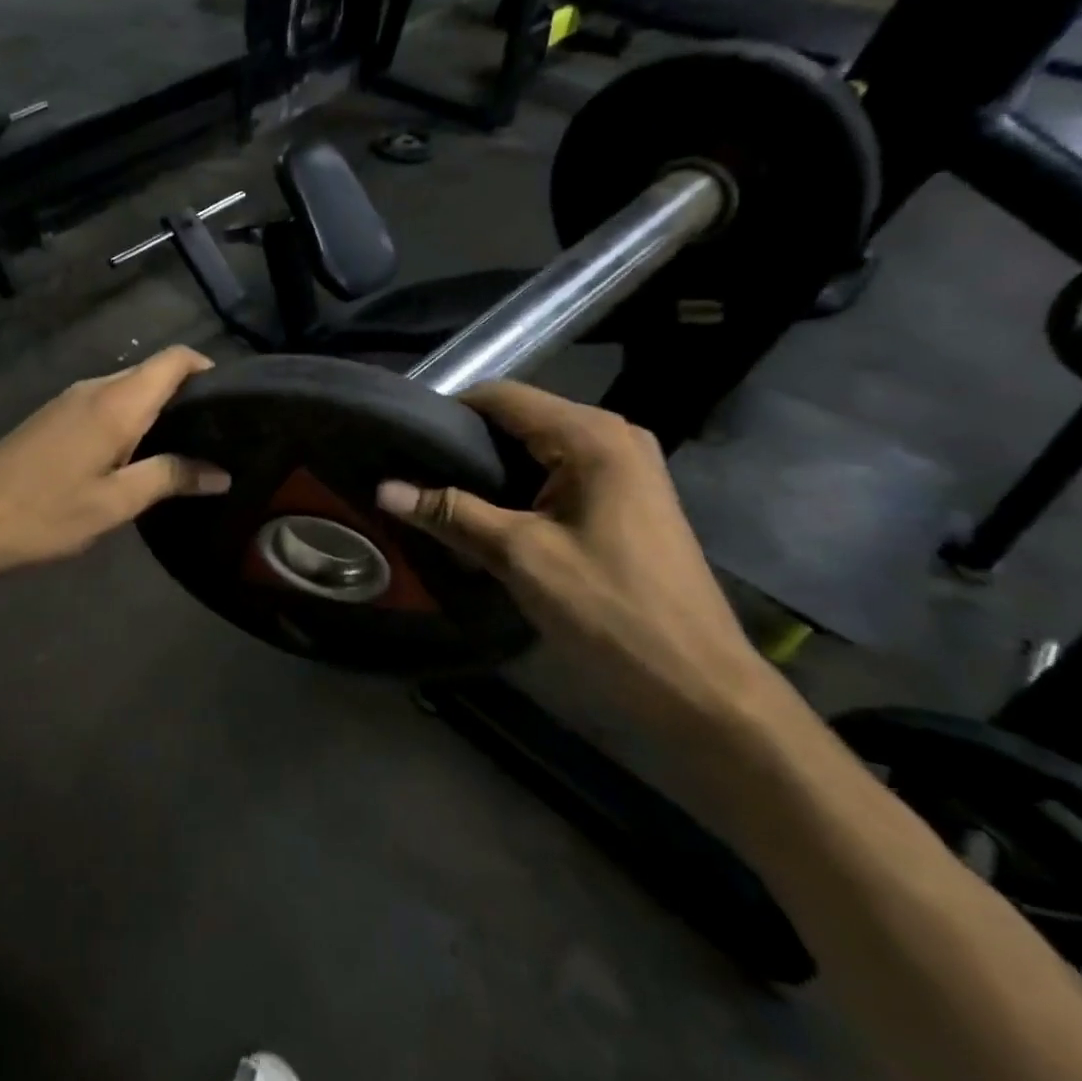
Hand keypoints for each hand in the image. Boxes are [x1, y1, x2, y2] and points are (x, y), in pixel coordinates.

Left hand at [0, 346, 229, 585]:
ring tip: (182, 449)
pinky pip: (103, 404)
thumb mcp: (116, 503)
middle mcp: (93, 388)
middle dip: (186, 395)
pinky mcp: (51, 417)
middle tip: (215, 435)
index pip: (174, 360)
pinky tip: (133, 456)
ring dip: (156, 410)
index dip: (207, 368)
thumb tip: (221, 473)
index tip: (232, 401)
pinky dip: (128, 419)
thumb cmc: (45, 514)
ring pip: (126, 390)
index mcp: (116, 402)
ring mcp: (67, 400)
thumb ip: (171, 478)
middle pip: (151, 373)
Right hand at [375, 382, 775, 733]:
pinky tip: (484, 516)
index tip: (402, 439)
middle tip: (410, 471)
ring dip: (488, 469)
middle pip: (519, 419)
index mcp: (591, 436)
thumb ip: (451, 514)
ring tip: (436, 493)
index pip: (502, 397)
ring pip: (535, 449)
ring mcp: (624, 467)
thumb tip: (383, 489)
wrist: (698, 683)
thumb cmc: (610, 610)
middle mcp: (612, 436)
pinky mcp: (624, 498)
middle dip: (464, 443)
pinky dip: (517, 488)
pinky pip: (556, 474)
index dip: (447, 412)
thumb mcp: (521, 557)